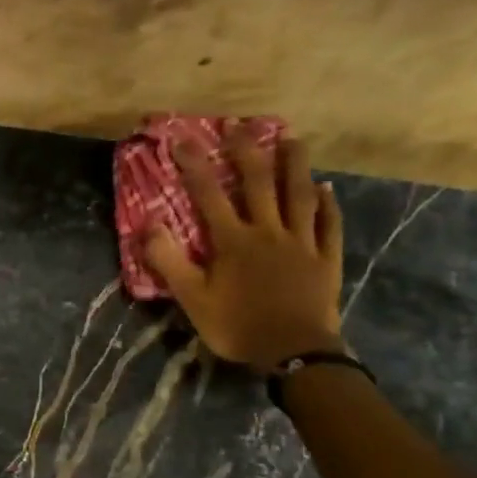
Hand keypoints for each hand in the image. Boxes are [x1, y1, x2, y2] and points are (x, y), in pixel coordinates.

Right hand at [142, 123, 345, 373]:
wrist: (294, 352)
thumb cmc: (237, 326)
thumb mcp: (192, 299)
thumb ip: (169, 261)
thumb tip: (148, 225)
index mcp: (233, 241)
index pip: (208, 194)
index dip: (194, 164)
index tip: (181, 139)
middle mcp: (268, 231)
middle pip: (258, 183)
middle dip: (246, 151)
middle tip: (240, 126)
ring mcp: (301, 242)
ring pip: (299, 194)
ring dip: (294, 165)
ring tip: (292, 139)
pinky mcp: (326, 258)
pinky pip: (329, 224)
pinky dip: (328, 204)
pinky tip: (326, 188)